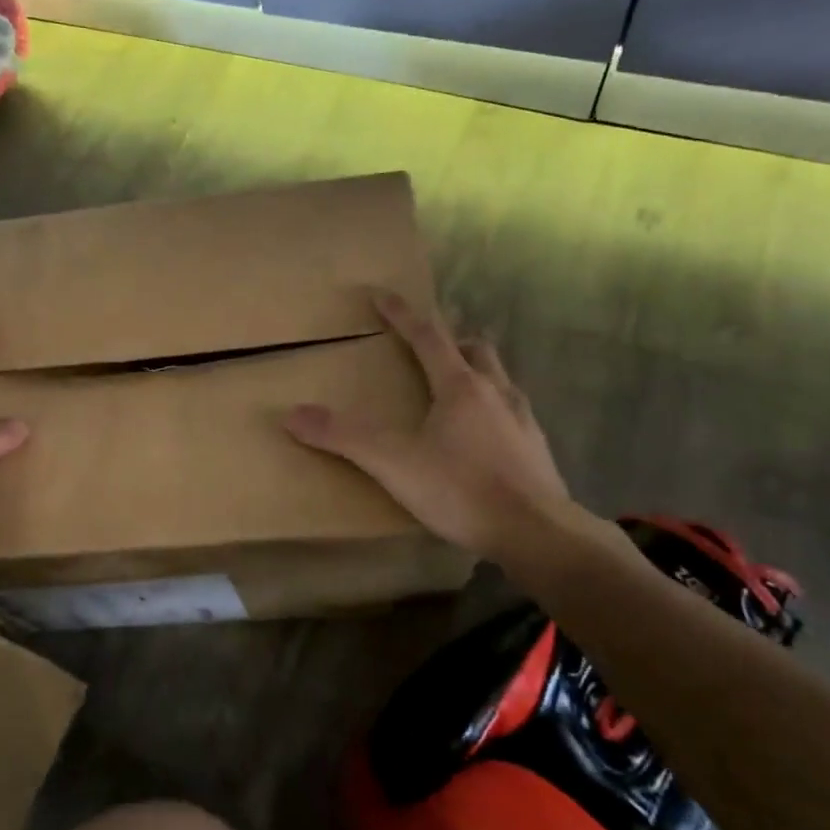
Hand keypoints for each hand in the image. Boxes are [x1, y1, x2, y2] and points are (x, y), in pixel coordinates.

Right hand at [284, 291, 590, 558]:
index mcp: (460, 386)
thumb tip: (292, 414)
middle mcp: (495, 392)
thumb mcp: (394, 463)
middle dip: (450, 340)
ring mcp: (522, 420)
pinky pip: (513, 412)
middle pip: (475, 349)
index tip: (382, 294)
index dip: (402, 314)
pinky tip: (484, 436)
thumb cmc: (462, 489)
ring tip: (456, 389)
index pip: (427, 336)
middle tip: (428, 347)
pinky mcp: (537, 450)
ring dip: (476, 372)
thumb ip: (344, 437)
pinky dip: (493, 409)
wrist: (538, 534)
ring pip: (499, 379)